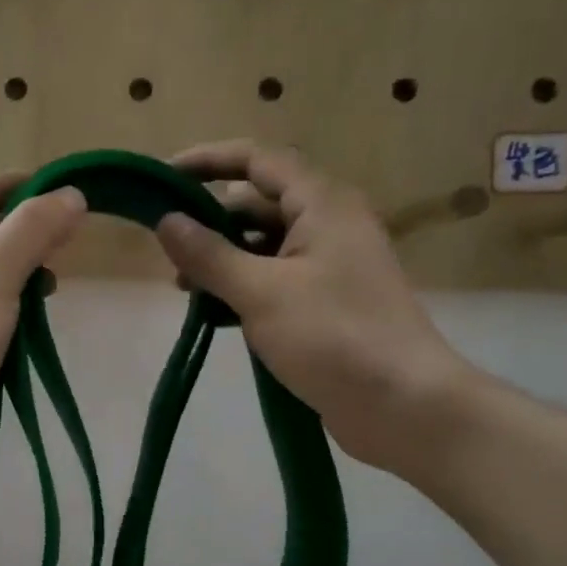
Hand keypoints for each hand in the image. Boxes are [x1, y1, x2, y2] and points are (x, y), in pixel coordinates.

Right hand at [155, 141, 477, 477]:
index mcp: (322, 204)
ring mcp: (330, 264)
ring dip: (223, 259)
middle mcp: (328, 224)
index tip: (163, 177)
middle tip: (168, 251)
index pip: (257, 160)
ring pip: (264, 245)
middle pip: (258, 203)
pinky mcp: (327, 302)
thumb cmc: (333, 336)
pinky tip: (215, 313)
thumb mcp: (260, 292)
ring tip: (186, 289)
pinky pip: (275, 278)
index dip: (208, 160)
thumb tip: (166, 220)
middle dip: (210, 221)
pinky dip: (243, 286)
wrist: (403, 404)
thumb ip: (209, 254)